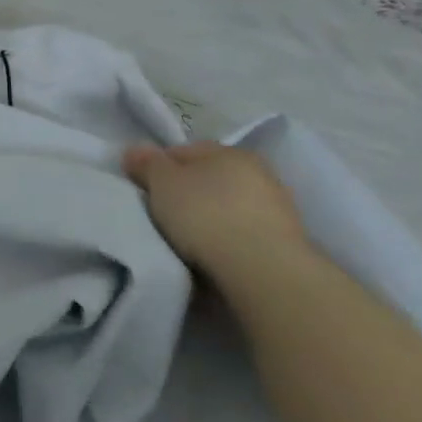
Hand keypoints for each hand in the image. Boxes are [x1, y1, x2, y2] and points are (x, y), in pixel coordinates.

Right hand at [123, 142, 314, 286]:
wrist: (263, 271)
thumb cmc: (206, 215)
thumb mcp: (162, 183)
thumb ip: (146, 164)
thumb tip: (135, 151)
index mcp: (230, 150)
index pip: (184, 151)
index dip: (158, 168)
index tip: (144, 191)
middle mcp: (259, 172)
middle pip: (208, 179)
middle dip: (186, 194)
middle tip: (163, 216)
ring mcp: (277, 208)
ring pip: (228, 208)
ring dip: (209, 220)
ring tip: (187, 242)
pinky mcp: (286, 243)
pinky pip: (242, 235)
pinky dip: (227, 242)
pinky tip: (213, 258)